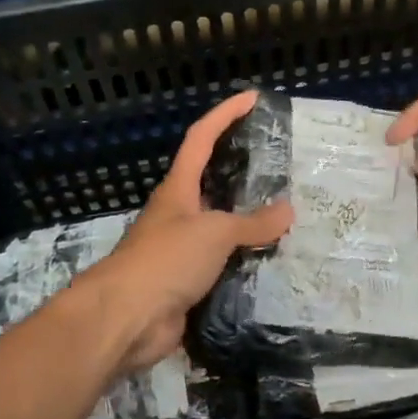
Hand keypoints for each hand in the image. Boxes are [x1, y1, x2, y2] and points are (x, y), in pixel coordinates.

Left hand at [80, 89, 292, 371]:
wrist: (127, 320)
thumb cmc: (165, 260)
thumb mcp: (214, 233)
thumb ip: (252, 222)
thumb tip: (288, 210)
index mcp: (178, 189)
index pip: (201, 139)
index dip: (225, 115)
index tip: (252, 98)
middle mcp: (179, 214)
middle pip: (213, 182)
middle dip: (244, 171)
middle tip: (283, 166)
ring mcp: (182, 250)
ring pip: (222, 228)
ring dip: (250, 223)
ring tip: (290, 215)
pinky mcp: (188, 283)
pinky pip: (225, 265)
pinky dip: (247, 263)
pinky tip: (274, 263)